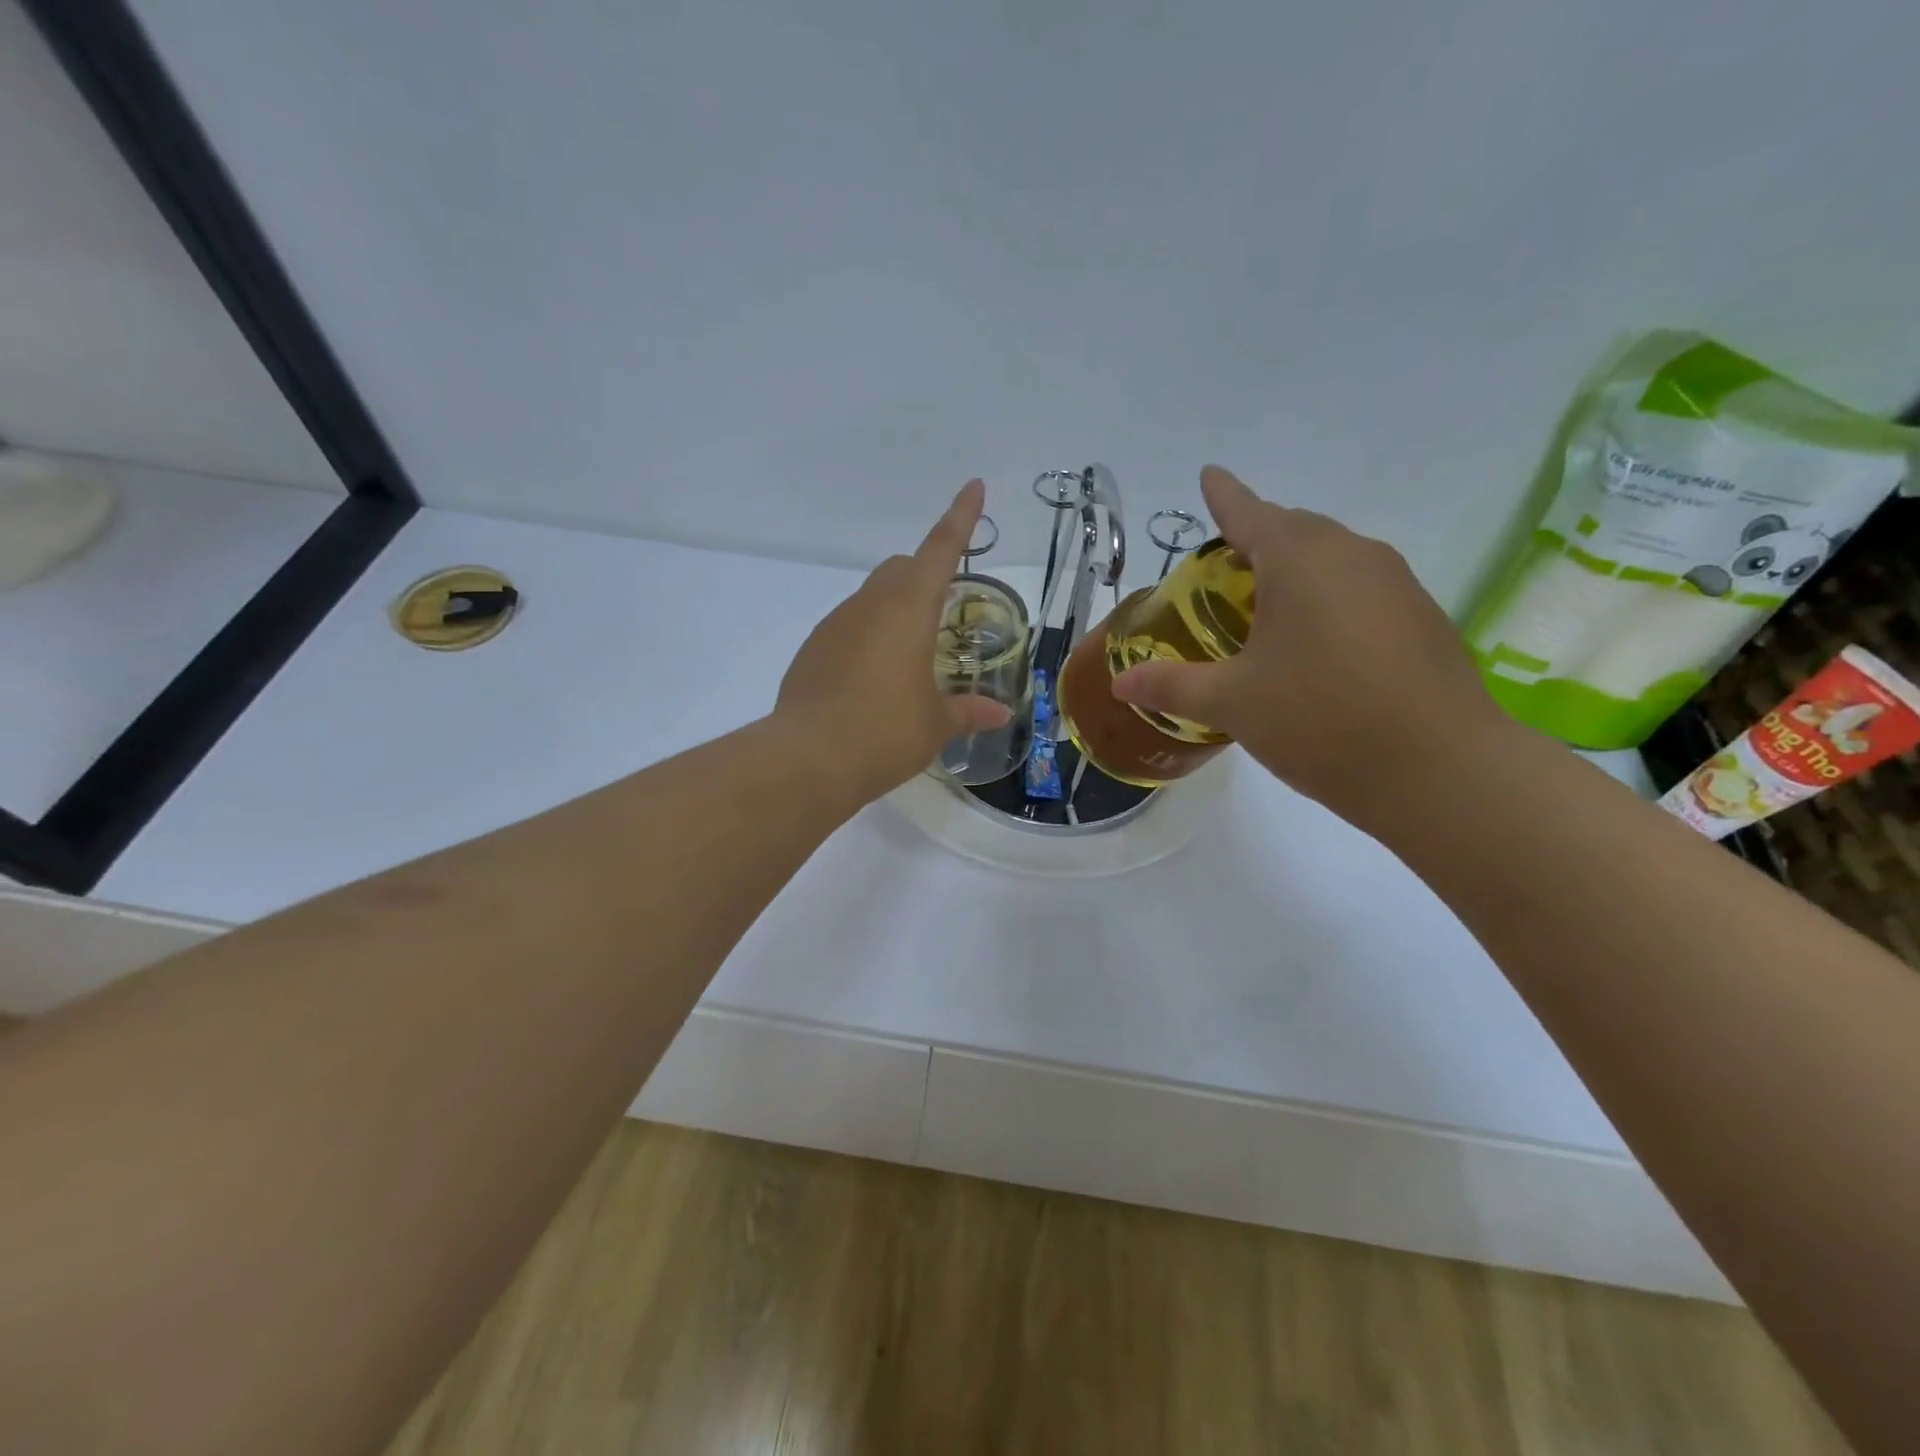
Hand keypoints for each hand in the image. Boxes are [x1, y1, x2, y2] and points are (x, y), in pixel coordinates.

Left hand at [776, 480, 1012, 802]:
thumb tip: (1000, 712)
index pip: (941, 549)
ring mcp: (834, 624)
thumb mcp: (936, 724)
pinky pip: (847, 628)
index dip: (961, 517)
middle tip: (943, 611)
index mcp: (910, 609)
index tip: (974, 486)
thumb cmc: (886, 733)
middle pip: (901, 569)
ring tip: (909, 659)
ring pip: (871, 598)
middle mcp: (870, 605)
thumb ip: (969, 711)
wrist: (808, 759)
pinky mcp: (811, 649)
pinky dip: (867, 638)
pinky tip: (872, 681)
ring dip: (894, 611)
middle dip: (925, 575)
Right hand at [1111, 466, 1507, 827]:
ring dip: (1295, 572)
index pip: (1249, 513)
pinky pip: (1361, 590)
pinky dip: (1328, 601)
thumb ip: (1172, 686)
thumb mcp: (1232, 703)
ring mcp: (1397, 585)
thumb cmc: (1320, 719)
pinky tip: (1316, 648)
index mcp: (1301, 559)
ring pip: (1332, 560)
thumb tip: (1122, 684)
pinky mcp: (1422, 619)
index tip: (1209, 475)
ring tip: (1265, 611)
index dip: (1224, 496)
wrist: (1440, 770)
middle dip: (1257, 538)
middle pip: (1295, 531)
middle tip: (1223, 571)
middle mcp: (1353, 555)